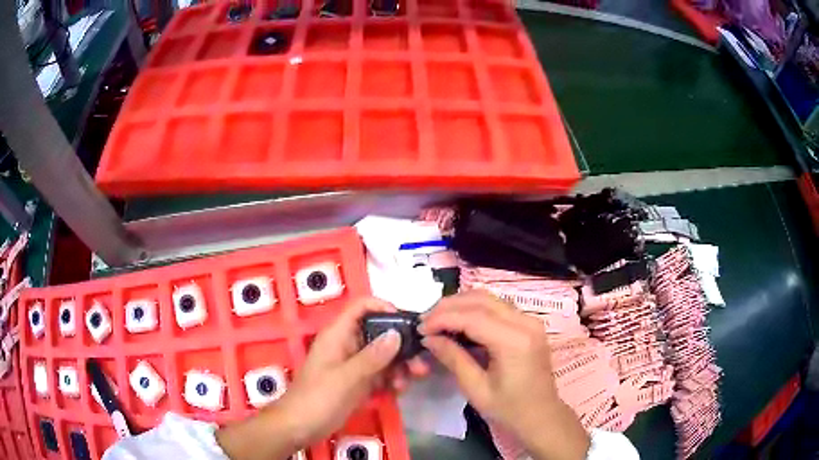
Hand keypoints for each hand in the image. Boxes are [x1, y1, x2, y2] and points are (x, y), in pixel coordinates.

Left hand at [216, 297, 428, 459]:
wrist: (299, 427)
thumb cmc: (318, 398)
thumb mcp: (346, 378)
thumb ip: (373, 357)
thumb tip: (397, 334)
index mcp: (338, 335)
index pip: (361, 307)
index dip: (384, 308)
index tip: (407, 323)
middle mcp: (347, 345)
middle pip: (378, 333)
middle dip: (400, 346)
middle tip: (419, 364)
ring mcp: (352, 365)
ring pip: (382, 356)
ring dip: (398, 367)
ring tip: (406, 384)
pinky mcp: (357, 382)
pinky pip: (379, 374)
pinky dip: (390, 381)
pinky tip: (397, 392)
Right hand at [419, 291, 589, 459]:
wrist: (541, 416)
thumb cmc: (509, 410)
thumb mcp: (476, 389)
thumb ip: (453, 358)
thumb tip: (428, 338)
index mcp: (514, 341)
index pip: (472, 316)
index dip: (442, 318)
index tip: (420, 327)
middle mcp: (526, 322)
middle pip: (481, 299)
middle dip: (449, 306)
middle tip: (425, 321)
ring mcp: (530, 321)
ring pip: (489, 298)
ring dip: (461, 304)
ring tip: (438, 320)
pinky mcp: (529, 324)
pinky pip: (498, 307)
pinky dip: (475, 309)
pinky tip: (459, 322)